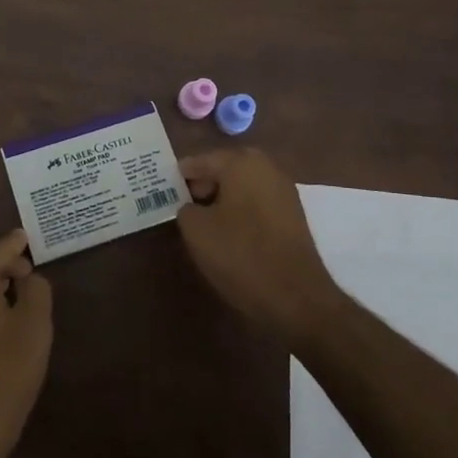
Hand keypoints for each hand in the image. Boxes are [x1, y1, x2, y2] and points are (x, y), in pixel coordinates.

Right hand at [177, 149, 343, 346]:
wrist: (296, 296)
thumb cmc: (240, 254)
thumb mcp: (196, 230)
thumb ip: (185, 208)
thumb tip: (191, 207)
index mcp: (241, 162)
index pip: (200, 161)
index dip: (179, 176)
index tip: (162, 190)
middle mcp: (266, 167)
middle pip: (224, 170)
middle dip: (202, 186)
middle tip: (181, 206)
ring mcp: (283, 191)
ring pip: (242, 187)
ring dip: (222, 200)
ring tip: (202, 223)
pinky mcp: (292, 215)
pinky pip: (257, 203)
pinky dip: (240, 212)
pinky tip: (228, 234)